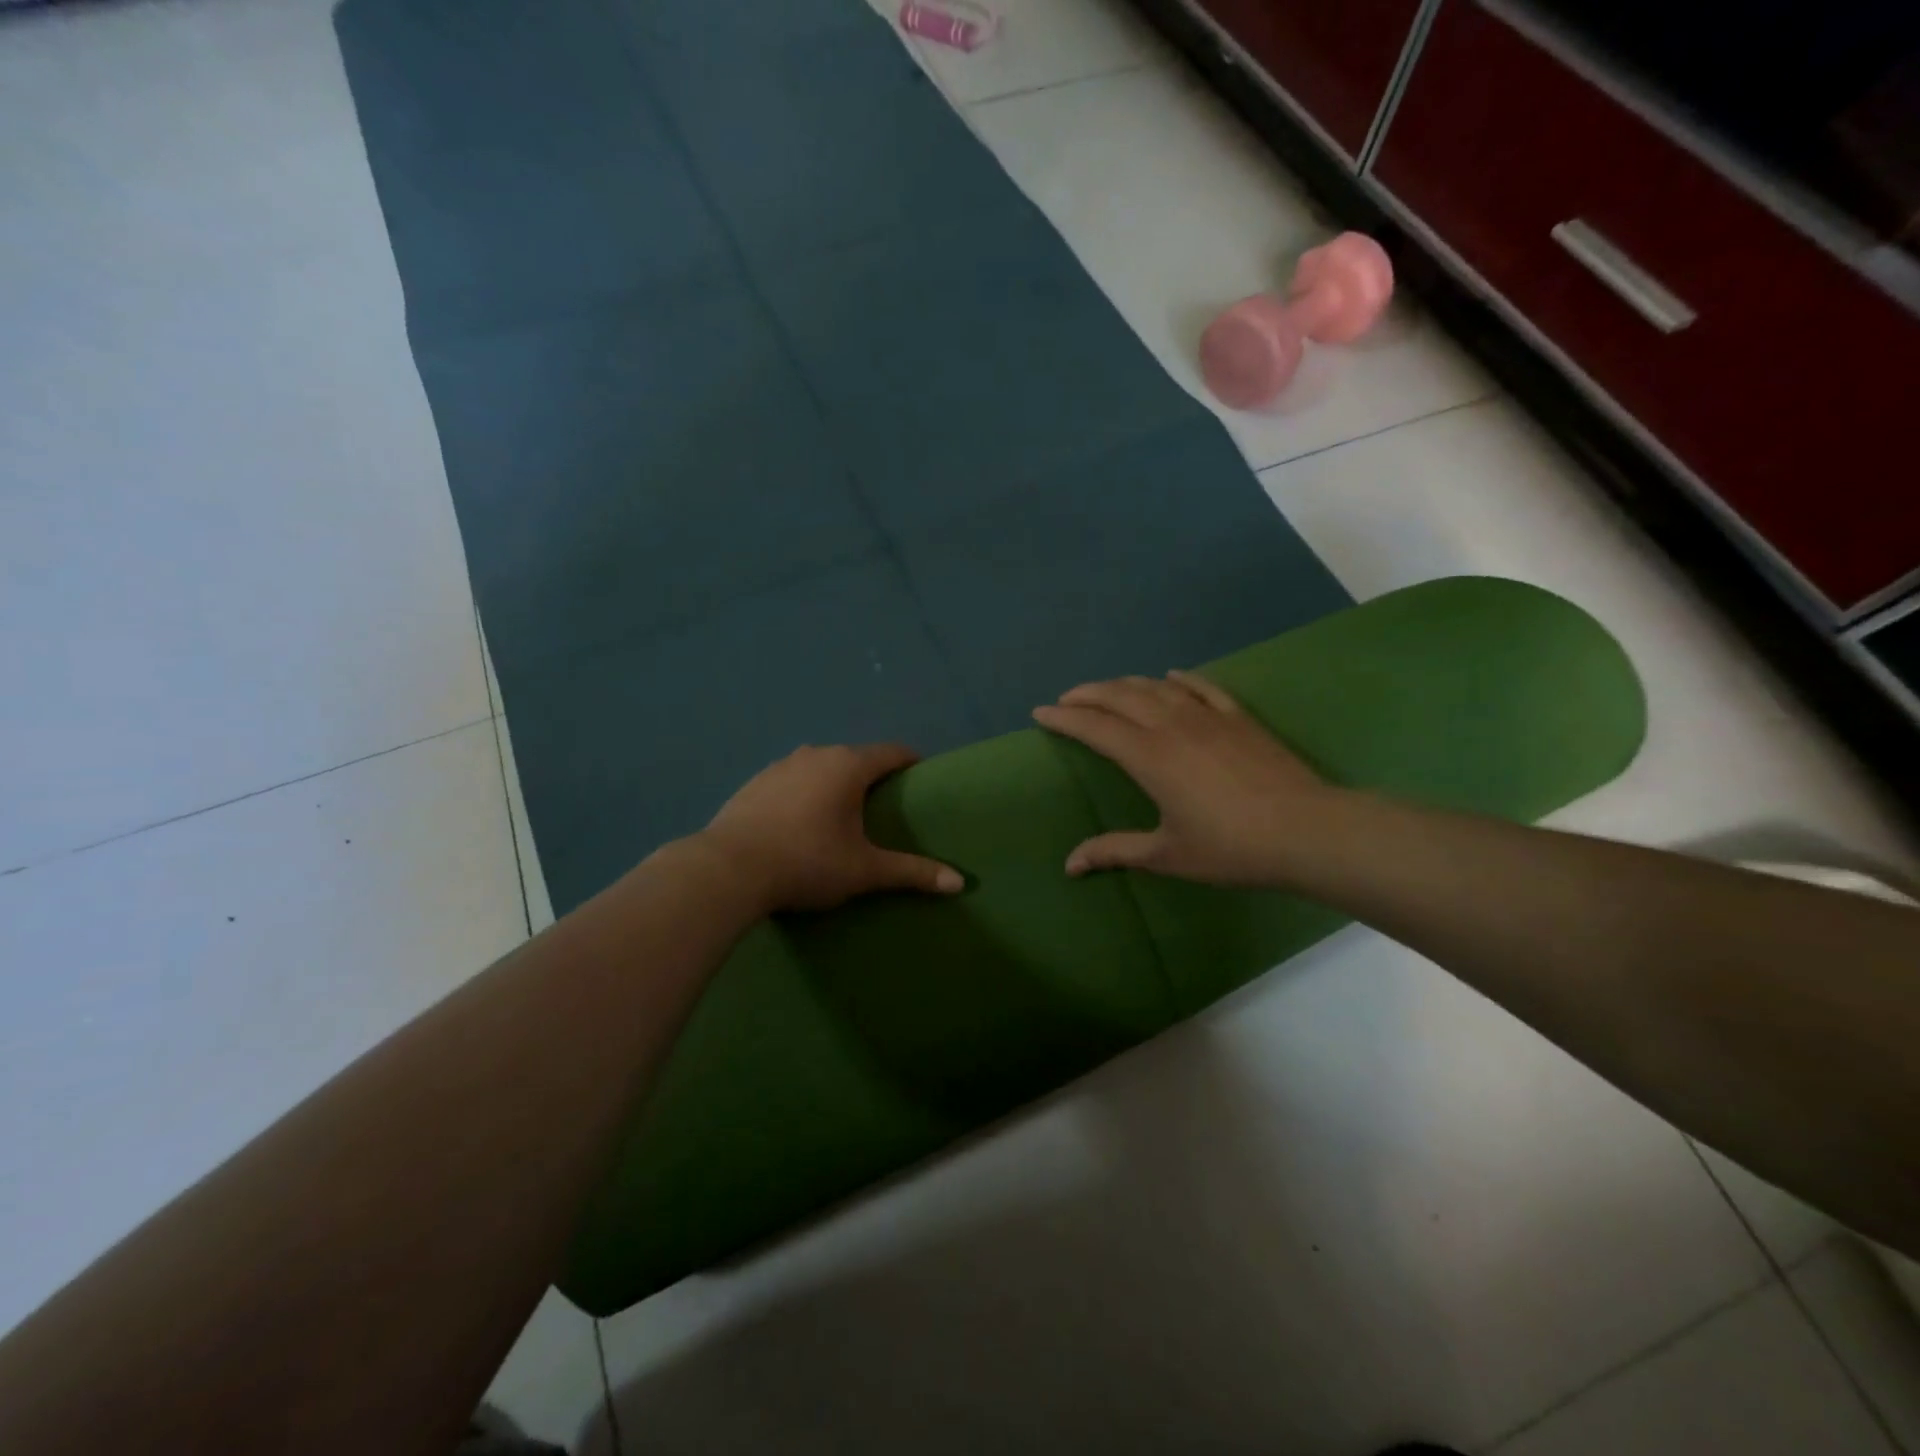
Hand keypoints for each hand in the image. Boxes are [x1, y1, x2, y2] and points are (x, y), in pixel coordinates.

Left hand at [698, 743, 963, 913]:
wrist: (728, 869)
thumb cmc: (806, 862)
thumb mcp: (864, 871)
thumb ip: (912, 872)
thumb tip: (959, 883)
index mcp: (848, 766)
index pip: (892, 752)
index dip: (911, 764)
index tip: (922, 781)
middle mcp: (816, 754)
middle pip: (856, 757)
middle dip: (873, 776)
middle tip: (886, 807)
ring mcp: (781, 765)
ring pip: (821, 765)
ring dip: (836, 782)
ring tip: (843, 814)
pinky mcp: (755, 782)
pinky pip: (792, 779)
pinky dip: (805, 791)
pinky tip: (800, 820)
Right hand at [1032, 670, 1341, 884]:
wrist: (1306, 831)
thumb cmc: (1230, 847)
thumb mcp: (1167, 855)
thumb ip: (1115, 851)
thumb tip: (1069, 865)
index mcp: (1148, 757)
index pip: (1095, 727)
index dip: (1064, 718)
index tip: (1041, 713)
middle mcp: (1172, 725)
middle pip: (1120, 696)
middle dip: (1088, 693)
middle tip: (1067, 698)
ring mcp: (1208, 716)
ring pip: (1156, 687)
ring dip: (1125, 684)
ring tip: (1108, 689)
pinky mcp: (1239, 717)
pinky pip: (1202, 687)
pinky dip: (1179, 679)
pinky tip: (1170, 677)